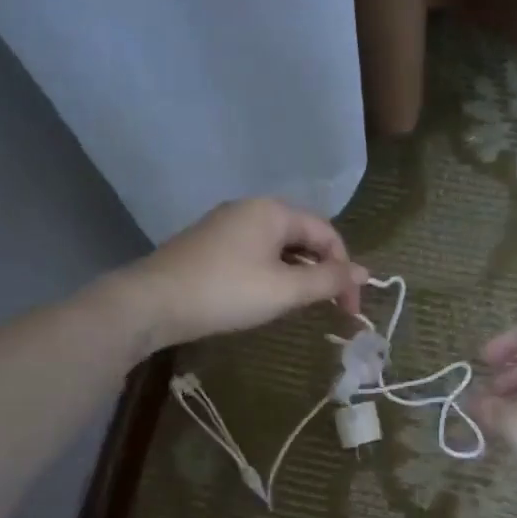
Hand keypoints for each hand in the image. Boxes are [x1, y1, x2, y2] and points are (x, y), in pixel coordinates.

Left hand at [125, 198, 367, 349]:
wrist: (151, 303)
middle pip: (303, 237)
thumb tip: (365, 273)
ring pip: (278, 246)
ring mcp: (225, 225)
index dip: (345, 270)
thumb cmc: (225, 292)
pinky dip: (271, 273)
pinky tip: (265, 297)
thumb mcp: (284, 290)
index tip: (348, 309)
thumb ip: (328, 281)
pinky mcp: (207, 244)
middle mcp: (250, 208)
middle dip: (321, 272)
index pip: (327, 234)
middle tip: (329, 309)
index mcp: (273, 210)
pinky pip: (254, 253)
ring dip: (297, 274)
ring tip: (299, 306)